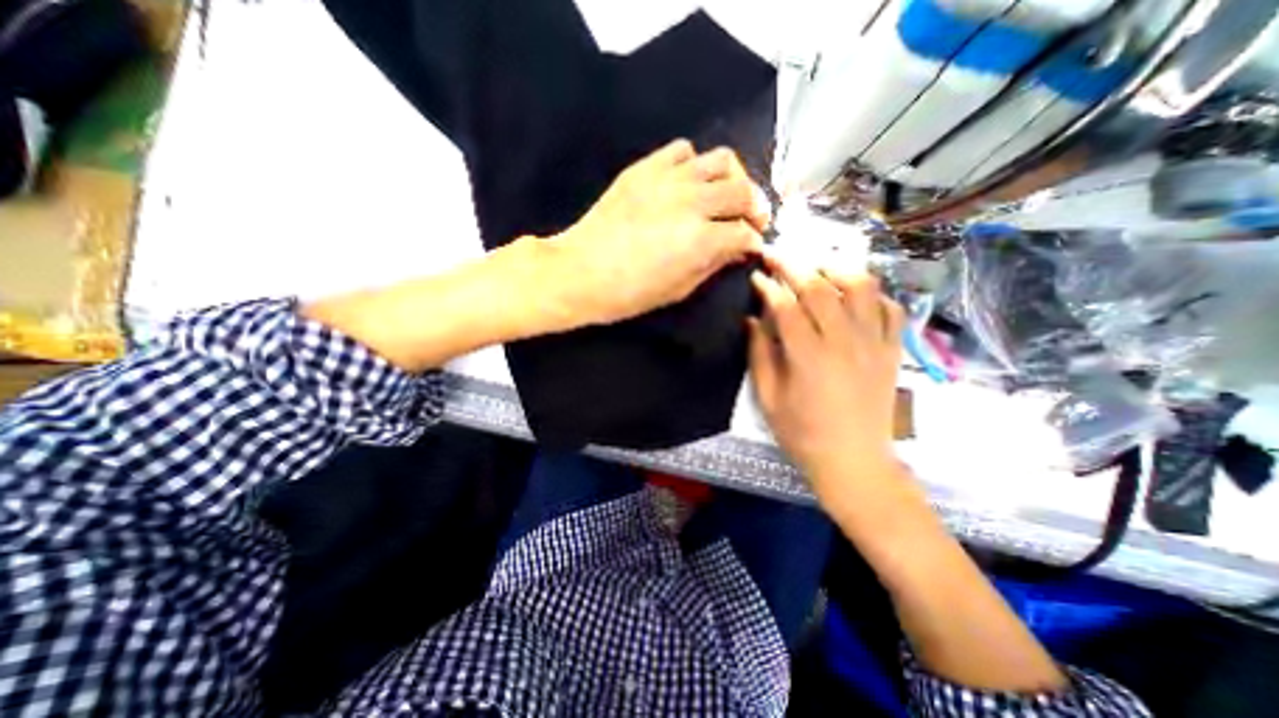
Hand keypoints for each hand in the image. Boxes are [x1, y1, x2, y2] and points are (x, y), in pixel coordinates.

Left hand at [543, 139, 762, 326]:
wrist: (581, 271)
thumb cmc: (629, 293)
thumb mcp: (678, 290)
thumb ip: (713, 265)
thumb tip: (736, 249)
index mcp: (702, 239)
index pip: (745, 233)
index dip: (754, 242)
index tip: (753, 247)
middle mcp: (692, 202)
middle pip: (743, 191)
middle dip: (755, 208)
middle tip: (752, 220)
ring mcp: (668, 179)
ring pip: (721, 160)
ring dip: (733, 178)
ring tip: (727, 194)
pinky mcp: (645, 168)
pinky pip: (682, 150)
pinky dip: (695, 164)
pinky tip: (690, 181)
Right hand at [751, 254, 909, 501]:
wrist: (854, 462)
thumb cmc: (802, 433)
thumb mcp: (768, 398)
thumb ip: (759, 354)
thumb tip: (752, 319)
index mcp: (809, 357)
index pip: (786, 305)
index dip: (768, 286)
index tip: (756, 275)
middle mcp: (844, 342)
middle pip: (821, 287)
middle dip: (795, 264)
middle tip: (777, 254)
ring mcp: (874, 344)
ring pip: (862, 287)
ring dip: (837, 268)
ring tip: (818, 264)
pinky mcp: (892, 351)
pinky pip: (890, 309)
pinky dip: (874, 293)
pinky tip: (856, 295)